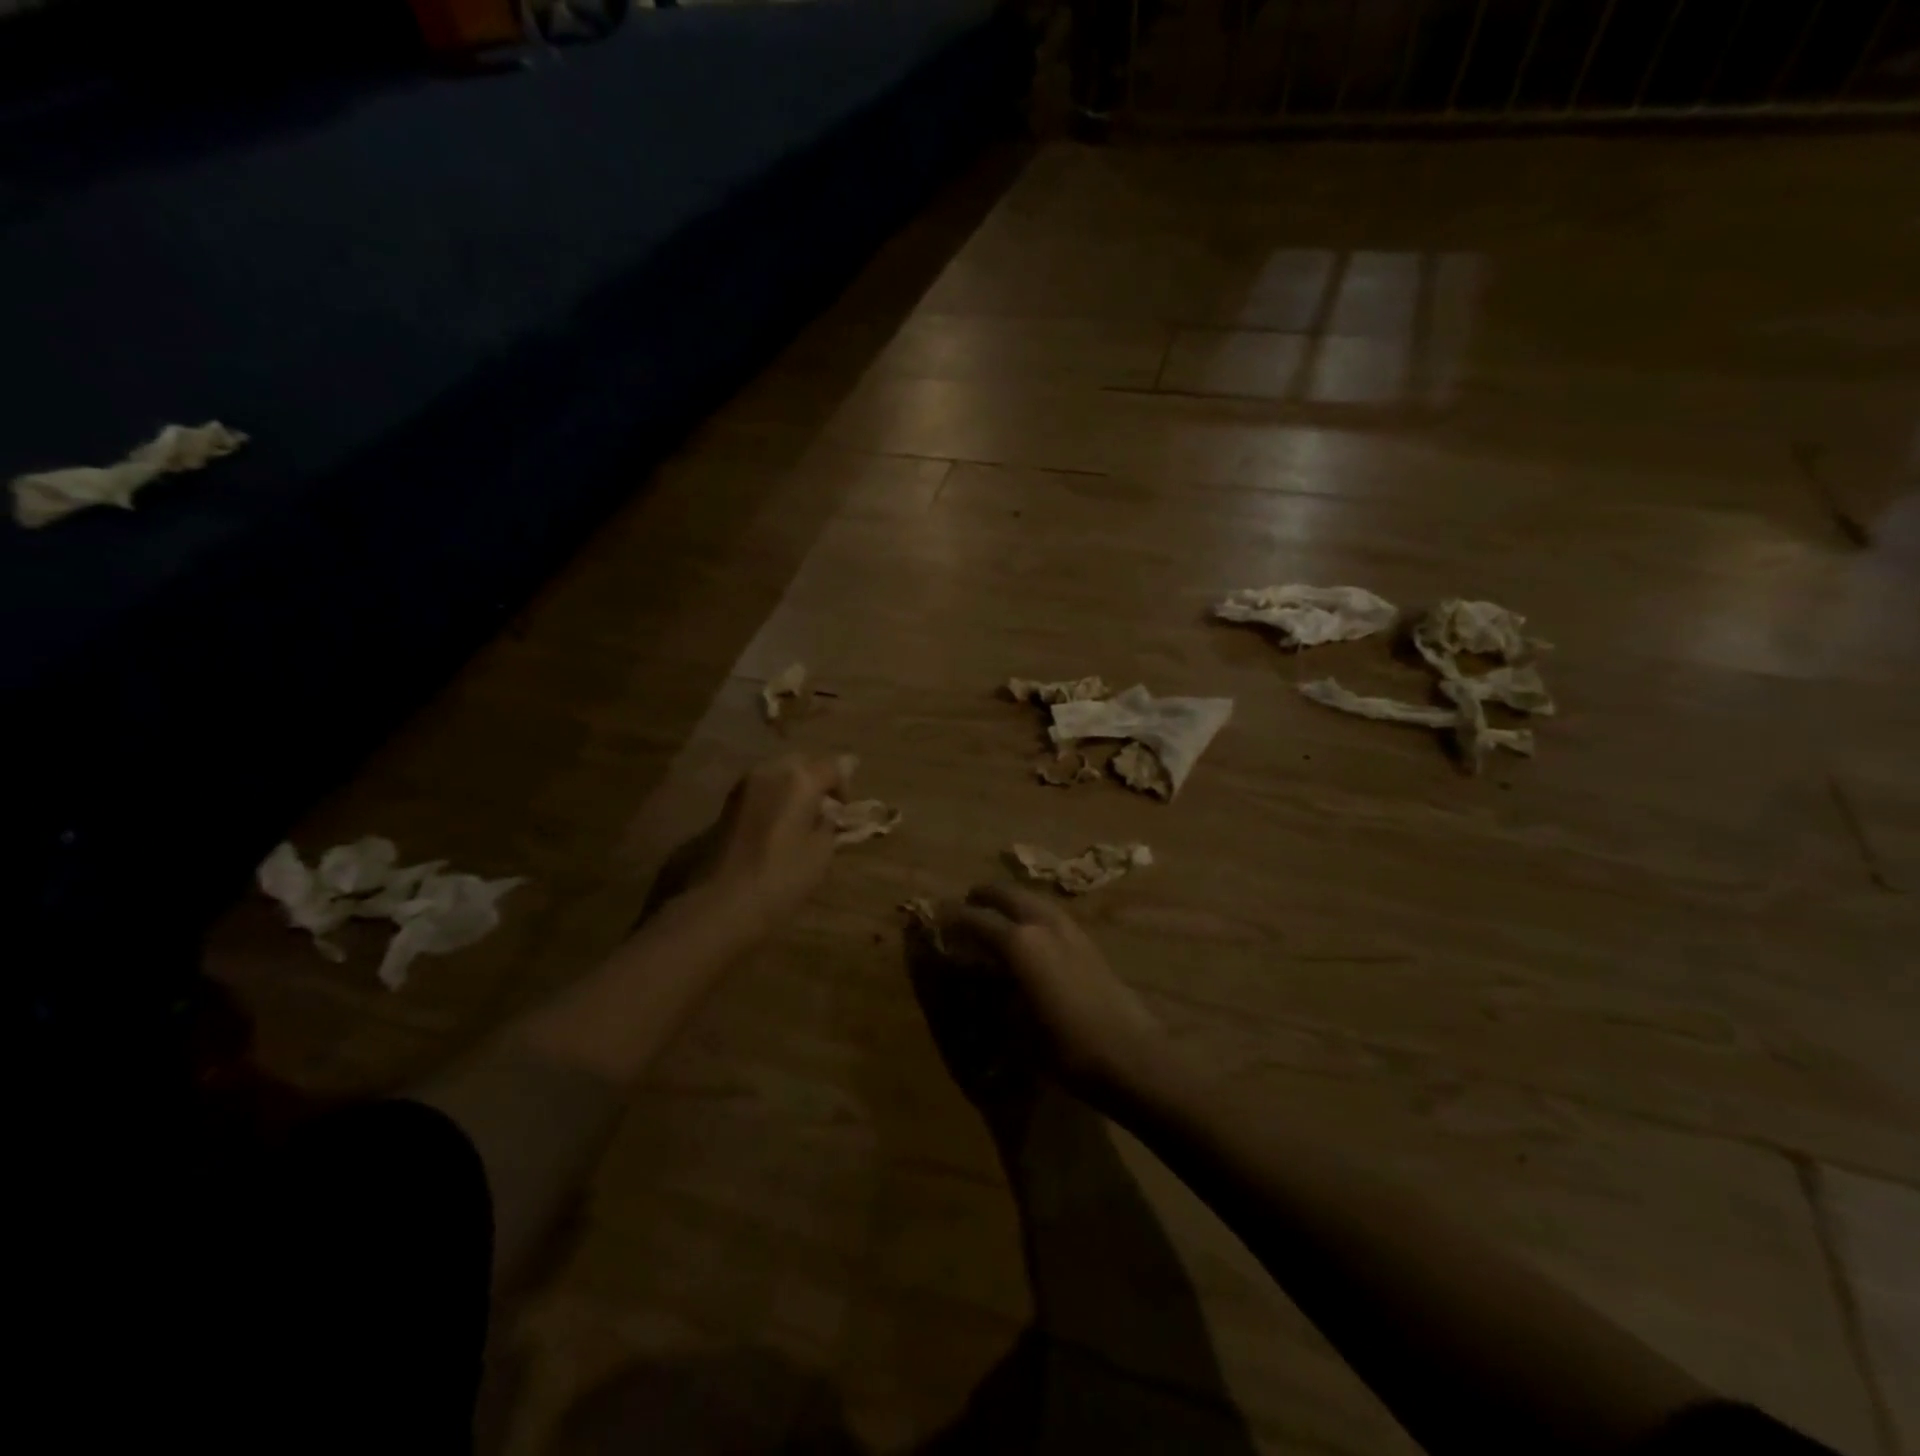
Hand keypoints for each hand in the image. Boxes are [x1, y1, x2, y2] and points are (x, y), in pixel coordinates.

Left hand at [703, 752, 852, 934]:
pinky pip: (761, 789)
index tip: (846, 811)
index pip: (834, 766)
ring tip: (802, 820)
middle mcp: (769, 770)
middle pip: (803, 762)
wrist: (720, 903)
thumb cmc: (781, 878)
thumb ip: (830, 821)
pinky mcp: (727, 803)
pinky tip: (778, 826)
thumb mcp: (821, 852)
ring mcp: (744, 785)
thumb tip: (831, 809)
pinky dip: (775, 799)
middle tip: (826, 811)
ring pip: (778, 773)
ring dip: (794, 788)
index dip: (845, 785)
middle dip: (818, 779)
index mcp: (799, 779)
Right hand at [939, 884, 1169, 1109]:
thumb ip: (992, 991)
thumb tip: (976, 973)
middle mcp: (1043, 925)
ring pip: (1034, 899)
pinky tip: (1032, 929)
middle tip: (967, 903)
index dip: (953, 918)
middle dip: (984, 896)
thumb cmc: (1065, 1047)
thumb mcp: (1015, 1025)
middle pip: (1007, 895)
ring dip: (1012, 899)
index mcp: (1020, 942)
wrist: (1130, 1056)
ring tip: (997, 910)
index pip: (976, 920)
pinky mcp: (1089, 942)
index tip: (936, 918)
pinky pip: (1052, 913)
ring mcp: (1070, 930)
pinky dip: (1034, 911)